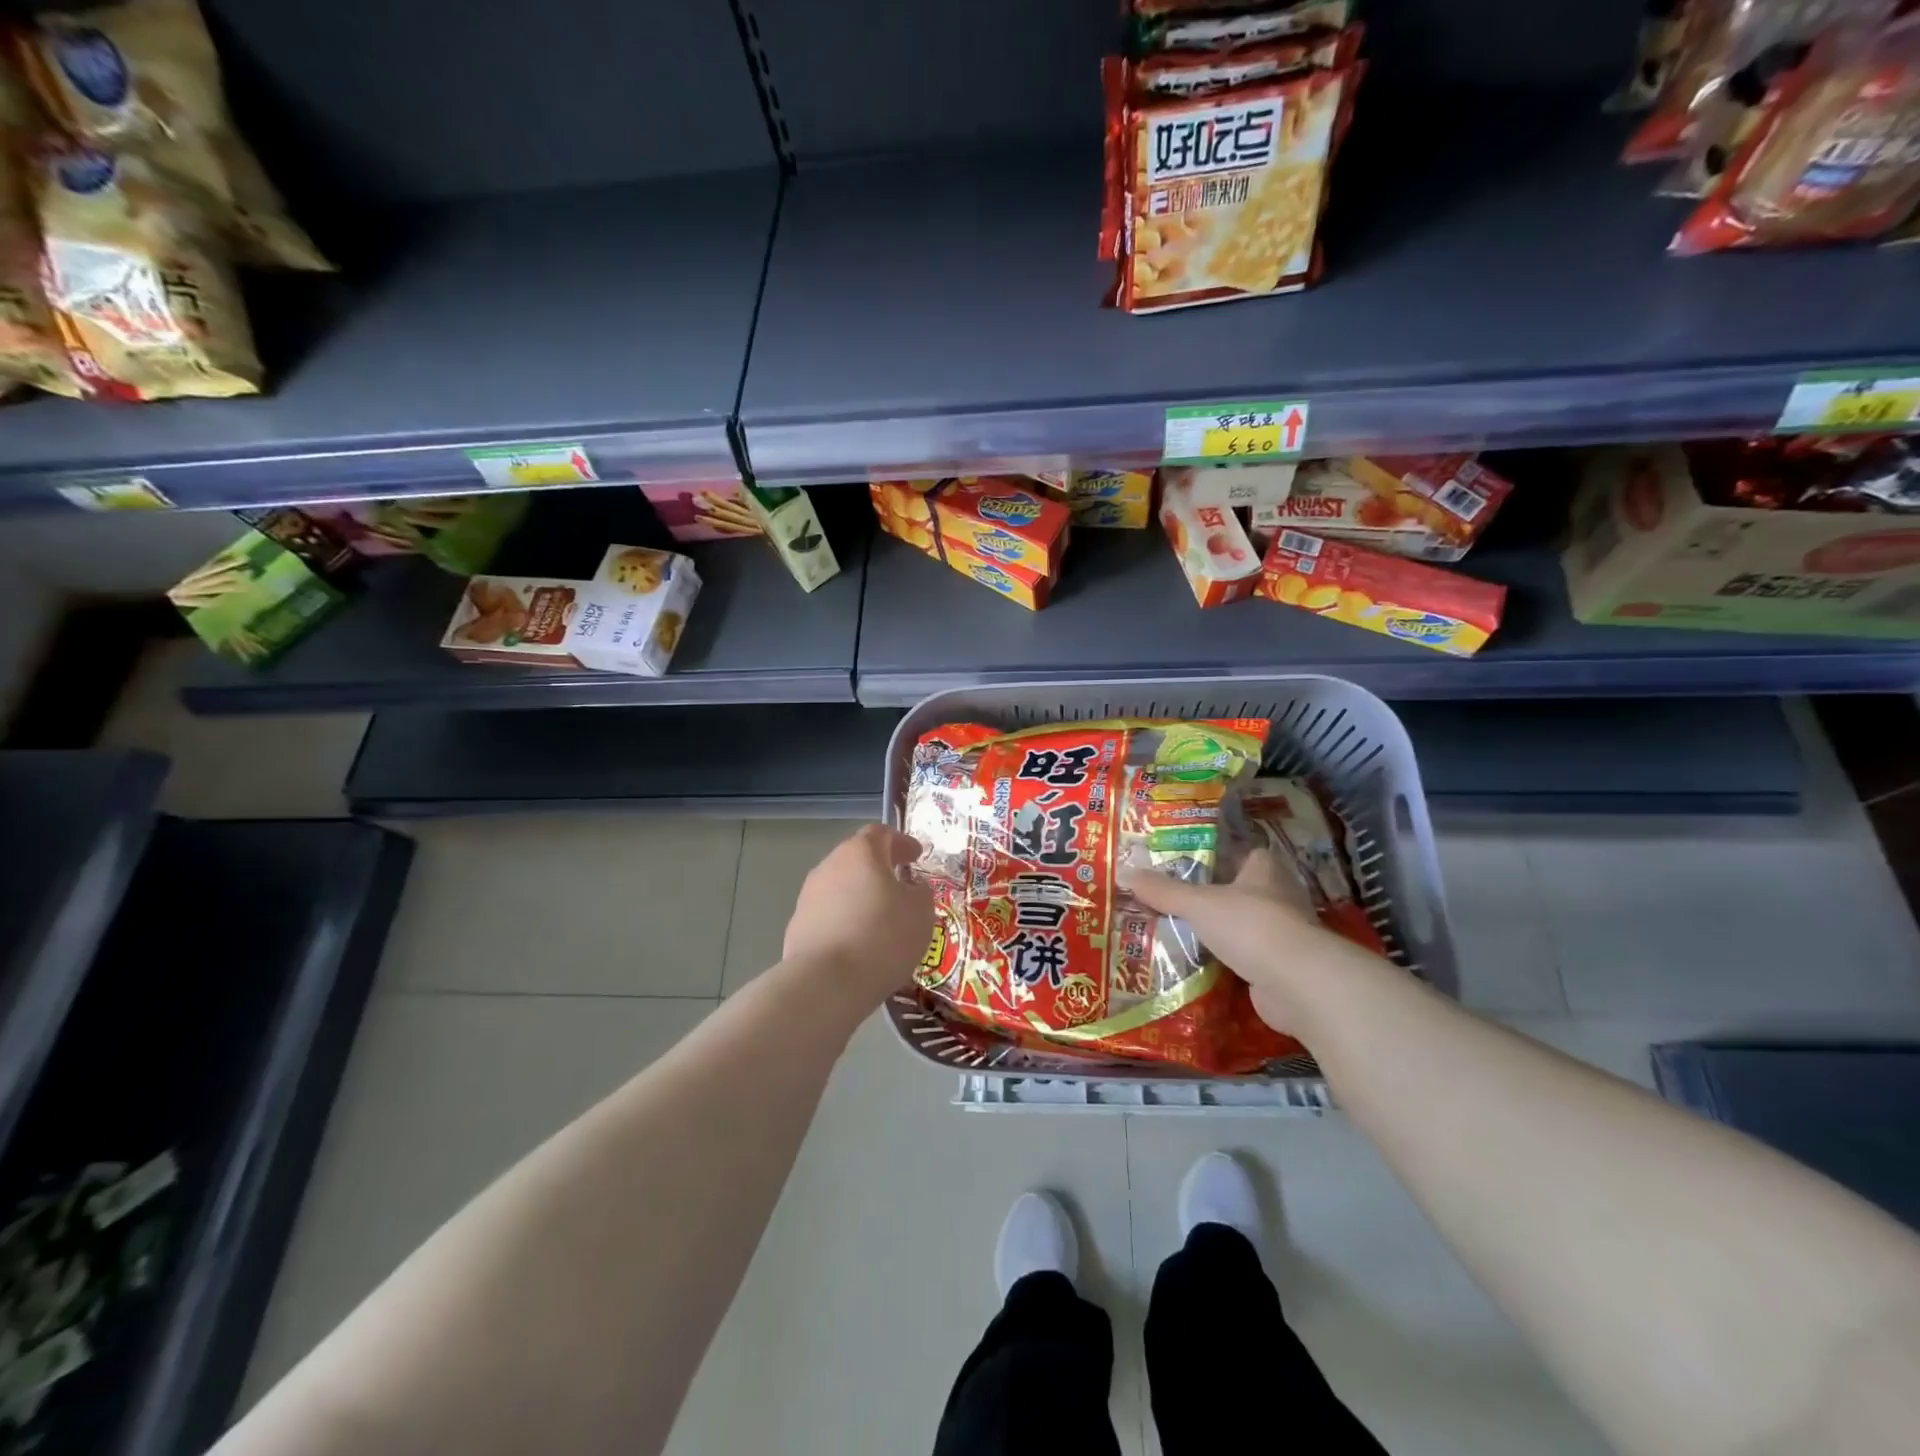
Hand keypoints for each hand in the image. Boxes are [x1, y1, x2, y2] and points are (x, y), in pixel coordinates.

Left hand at [784, 825, 933, 1008]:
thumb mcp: (921, 912)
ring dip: (860, 896)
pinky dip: (845, 921)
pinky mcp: (797, 926)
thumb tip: (912, 888)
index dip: (901, 842)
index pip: (881, 833)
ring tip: (880, 919)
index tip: (916, 855)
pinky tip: (858, 943)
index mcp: (861, 853)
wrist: (826, 982)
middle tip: (900, 885)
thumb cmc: (883, 936)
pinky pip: (829, 915)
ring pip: (840, 887)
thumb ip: (920, 893)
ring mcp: (809, 896)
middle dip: (879, 869)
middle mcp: (830, 866)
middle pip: (857, 858)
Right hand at [1120, 848, 1369, 1037]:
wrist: (1295, 982)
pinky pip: (1250, 958)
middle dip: (1218, 897)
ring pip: (1247, 926)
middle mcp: (1280, 896)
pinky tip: (1204, 966)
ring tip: (1184, 934)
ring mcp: (1285, 934)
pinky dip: (1231, 962)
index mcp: (1265, 870)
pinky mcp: (1283, 967)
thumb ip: (1163, 891)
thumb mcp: (1197, 904)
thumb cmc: (1249, 925)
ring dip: (1225, 932)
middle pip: (1244, 891)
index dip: (1221, 857)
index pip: (1245, 854)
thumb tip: (1125, 872)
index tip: (1191, 865)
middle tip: (1179, 901)